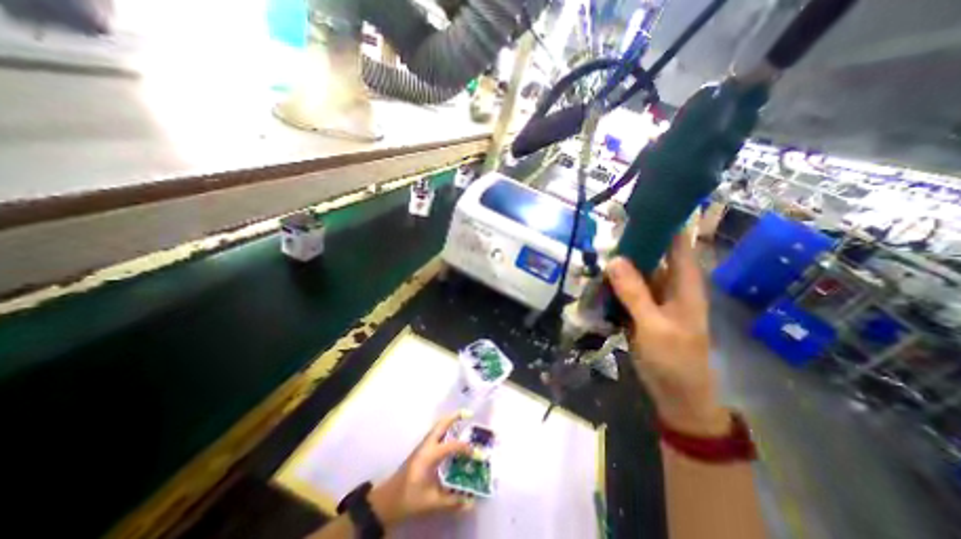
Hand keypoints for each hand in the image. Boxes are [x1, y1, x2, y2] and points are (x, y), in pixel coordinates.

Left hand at [368, 410, 476, 527]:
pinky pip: (436, 433)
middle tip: (469, 413)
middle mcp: (426, 446)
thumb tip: (470, 503)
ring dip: (450, 421)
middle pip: (441, 425)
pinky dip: (445, 429)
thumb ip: (451, 501)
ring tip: (463, 419)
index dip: (466, 448)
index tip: (478, 453)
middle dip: (455, 417)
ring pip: (438, 427)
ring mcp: (422, 446)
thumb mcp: (430, 502)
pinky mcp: (421, 450)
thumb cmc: (408, 499)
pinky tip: (452, 435)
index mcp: (429, 455)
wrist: (386, 500)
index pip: (452, 445)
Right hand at [602, 231, 732, 437]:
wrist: (676, 394)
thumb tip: (614, 259)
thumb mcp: (654, 325)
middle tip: (603, 227)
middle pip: (652, 254)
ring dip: (617, 262)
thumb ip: (634, 293)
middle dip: (630, 241)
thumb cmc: (675, 360)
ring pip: (635, 271)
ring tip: (593, 249)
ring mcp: (653, 297)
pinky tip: (595, 276)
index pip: (677, 242)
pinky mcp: (639, 309)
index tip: (641, 206)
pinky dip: (612, 282)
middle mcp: (669, 284)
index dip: (664, 222)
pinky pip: (625, 289)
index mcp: (684, 283)